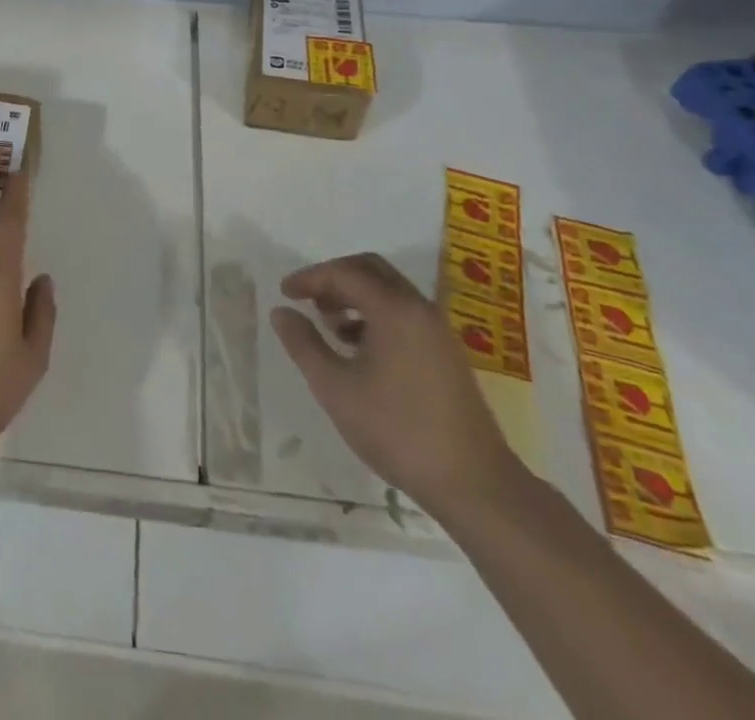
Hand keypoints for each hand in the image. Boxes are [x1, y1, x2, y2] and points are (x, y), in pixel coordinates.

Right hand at [270, 253, 518, 518]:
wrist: (474, 483)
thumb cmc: (397, 430)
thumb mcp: (335, 388)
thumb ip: (304, 344)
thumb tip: (281, 312)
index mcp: (394, 309)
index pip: (344, 273)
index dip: (310, 278)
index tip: (285, 293)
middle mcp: (419, 309)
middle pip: (371, 270)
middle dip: (335, 278)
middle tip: (308, 299)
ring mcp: (438, 331)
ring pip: (390, 292)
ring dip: (355, 297)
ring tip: (329, 326)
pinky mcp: (446, 353)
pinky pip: (404, 314)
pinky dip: (376, 315)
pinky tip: (359, 349)